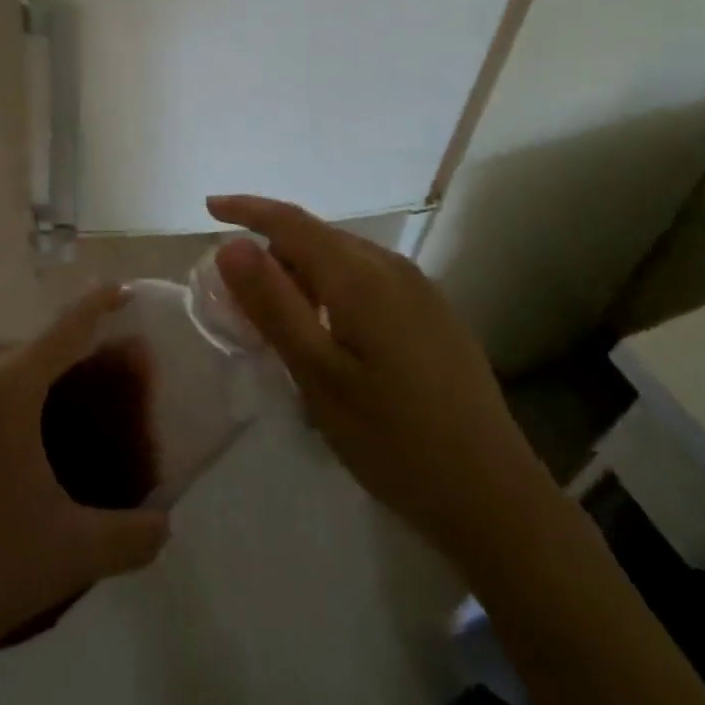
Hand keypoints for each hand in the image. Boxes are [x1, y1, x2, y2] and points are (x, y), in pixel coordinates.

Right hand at [208, 195, 543, 575]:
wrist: (494, 497)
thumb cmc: (394, 440)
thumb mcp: (318, 377)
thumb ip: (273, 305)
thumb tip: (232, 245)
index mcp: (361, 276)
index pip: (291, 222)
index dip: (247, 209)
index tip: (210, 207)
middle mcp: (392, 267)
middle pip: (317, 239)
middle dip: (273, 256)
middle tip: (242, 305)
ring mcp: (420, 289)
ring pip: (344, 261)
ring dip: (304, 276)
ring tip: (285, 328)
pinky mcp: (434, 314)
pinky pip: (370, 281)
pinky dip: (335, 292)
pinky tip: (334, 339)